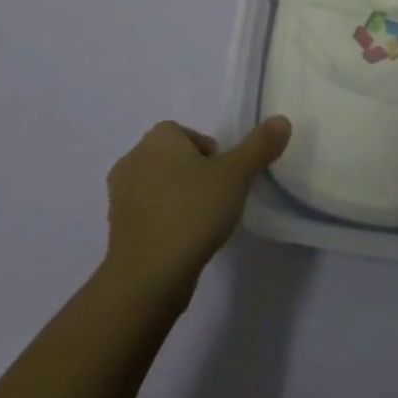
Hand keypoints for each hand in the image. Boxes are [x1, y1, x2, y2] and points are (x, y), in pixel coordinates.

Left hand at [104, 117, 291, 296]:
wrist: (148, 277)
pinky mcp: (115, 228)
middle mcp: (134, 157)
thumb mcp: (236, 175)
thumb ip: (259, 146)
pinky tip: (181, 244)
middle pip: (176, 160)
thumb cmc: (192, 212)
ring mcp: (119, 194)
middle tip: (216, 203)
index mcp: (159, 137)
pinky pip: (148, 215)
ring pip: (161, 187)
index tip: (225, 183)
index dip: (214, 159)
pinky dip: (164, 223)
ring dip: (179, 200)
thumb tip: (282, 120)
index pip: (193, 137)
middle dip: (196, 177)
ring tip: (201, 227)